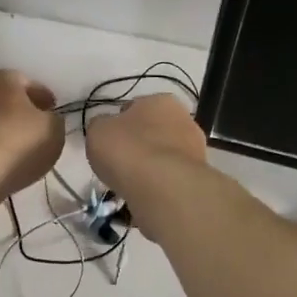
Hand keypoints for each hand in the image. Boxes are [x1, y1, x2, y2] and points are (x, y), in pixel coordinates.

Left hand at [0, 69, 64, 201]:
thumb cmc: (17, 142)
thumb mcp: (53, 130)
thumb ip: (53, 121)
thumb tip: (46, 120)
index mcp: (4, 78)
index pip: (30, 83)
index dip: (44, 98)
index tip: (53, 111)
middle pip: (5, 99)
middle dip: (20, 111)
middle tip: (35, 128)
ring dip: (1, 129)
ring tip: (17, 149)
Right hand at [85, 94, 208, 242]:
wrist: (162, 187)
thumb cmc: (127, 150)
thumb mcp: (97, 131)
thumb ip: (101, 126)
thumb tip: (106, 130)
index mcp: (160, 100)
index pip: (135, 108)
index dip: (119, 124)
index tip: (109, 142)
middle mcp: (184, 119)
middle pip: (154, 131)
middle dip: (140, 145)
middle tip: (121, 163)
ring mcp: (196, 149)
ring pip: (165, 156)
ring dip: (152, 167)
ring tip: (132, 184)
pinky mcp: (198, 177)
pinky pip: (172, 178)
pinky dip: (160, 185)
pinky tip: (147, 195)